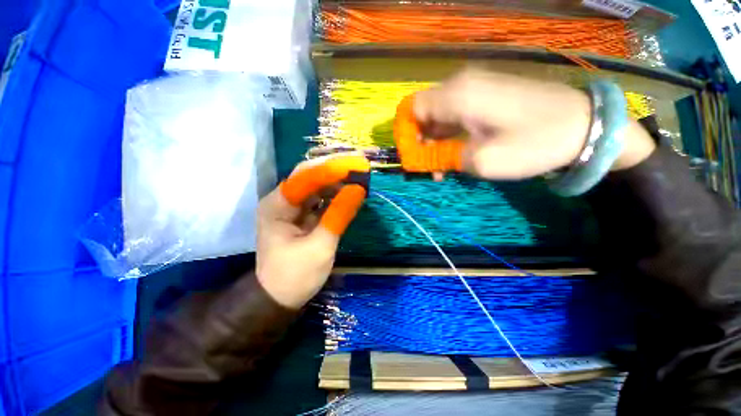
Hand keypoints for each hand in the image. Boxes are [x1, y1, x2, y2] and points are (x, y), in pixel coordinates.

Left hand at [256, 155, 368, 308]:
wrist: (278, 300)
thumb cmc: (295, 276)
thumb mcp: (320, 246)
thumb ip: (339, 215)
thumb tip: (359, 190)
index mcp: (277, 205)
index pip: (305, 177)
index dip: (331, 169)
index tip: (356, 165)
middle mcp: (281, 201)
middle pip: (310, 177)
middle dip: (335, 171)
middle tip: (360, 167)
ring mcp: (291, 209)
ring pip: (316, 187)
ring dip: (337, 182)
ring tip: (359, 177)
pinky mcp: (301, 217)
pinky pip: (319, 200)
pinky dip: (335, 196)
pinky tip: (349, 193)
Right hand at [411, 69, 655, 179]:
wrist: (584, 125)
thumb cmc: (533, 142)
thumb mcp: (480, 160)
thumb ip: (443, 157)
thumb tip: (422, 157)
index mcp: (456, 96)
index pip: (411, 110)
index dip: (405, 134)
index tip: (411, 157)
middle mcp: (461, 86)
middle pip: (423, 114)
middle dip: (420, 143)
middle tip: (429, 168)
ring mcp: (475, 90)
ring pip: (438, 117)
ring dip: (435, 143)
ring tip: (443, 168)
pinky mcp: (486, 97)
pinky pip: (455, 116)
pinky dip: (449, 137)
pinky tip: (457, 154)